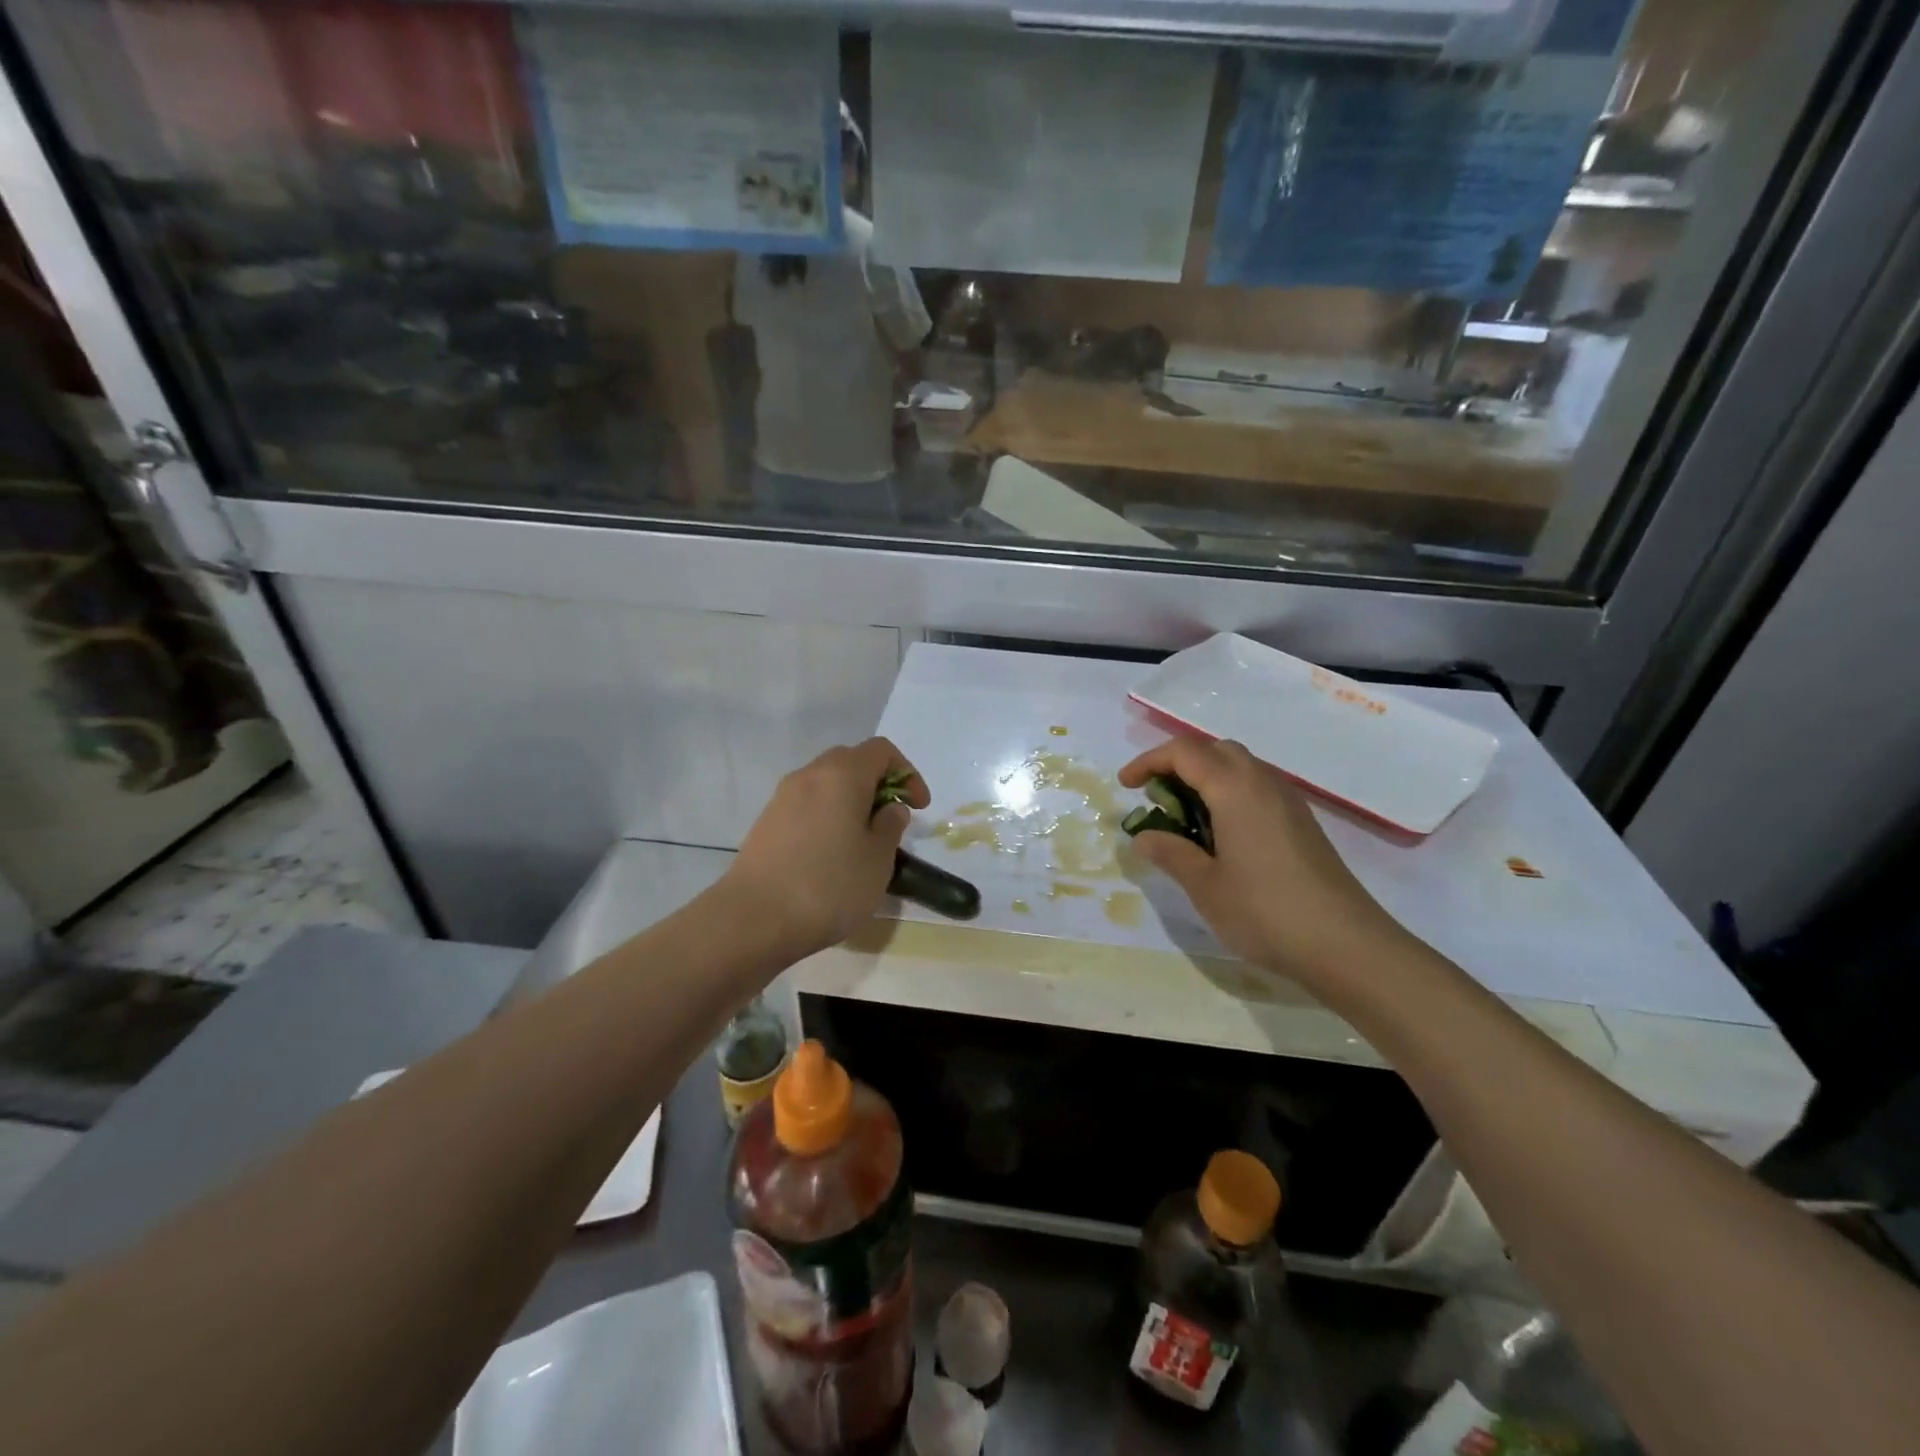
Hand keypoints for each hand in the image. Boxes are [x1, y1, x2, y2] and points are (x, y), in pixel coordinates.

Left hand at [725, 737, 928, 958]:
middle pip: (851, 762)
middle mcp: (809, 775)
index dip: (907, 774)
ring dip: (851, 801)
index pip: (881, 751)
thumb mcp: (877, 859)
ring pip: (826, 784)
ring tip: (863, 841)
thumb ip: (890, 826)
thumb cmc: (828, 885)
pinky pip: (807, 806)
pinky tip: (831, 854)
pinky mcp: (766, 823)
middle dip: (878, 784)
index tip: (917, 808)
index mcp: (842, 774)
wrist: (754, 919)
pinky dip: (827, 816)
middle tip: (891, 820)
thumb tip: (889, 808)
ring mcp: (782, 798)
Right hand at [1118, 737, 1402, 984]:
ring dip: (1205, 778)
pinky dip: (1229, 794)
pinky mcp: (1302, 822)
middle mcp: (1263, 782)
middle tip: (1156, 797)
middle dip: (1178, 763)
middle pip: (1214, 750)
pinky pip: (1257, 788)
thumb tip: (1143, 837)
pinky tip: (1221, 835)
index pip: (1183, 752)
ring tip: (1184, 817)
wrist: (1346, 945)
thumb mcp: (1205, 886)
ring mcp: (1288, 801)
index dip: (1148, 762)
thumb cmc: (1265, 912)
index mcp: (1235, 789)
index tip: (1126, 787)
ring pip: (1239, 766)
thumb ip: (1171, 852)